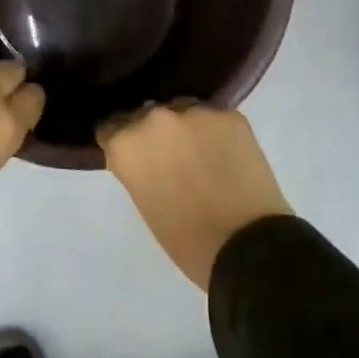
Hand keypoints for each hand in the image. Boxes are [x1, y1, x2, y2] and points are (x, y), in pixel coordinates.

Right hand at [98, 101, 292, 290]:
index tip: (134, 155)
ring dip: (186, 128)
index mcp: (126, 144)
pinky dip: (217, 133)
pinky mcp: (228, 114)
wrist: (247, 246)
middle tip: (171, 157)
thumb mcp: (145, 202)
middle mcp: (154, 118)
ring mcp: (194, 111)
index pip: (111, 128)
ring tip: (203, 154)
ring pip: (182, 111)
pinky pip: (214, 118)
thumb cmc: (187, 240)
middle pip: (147, 115)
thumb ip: (138, 168)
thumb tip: (148, 156)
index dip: (123, 141)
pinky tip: (227, 154)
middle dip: (155, 133)